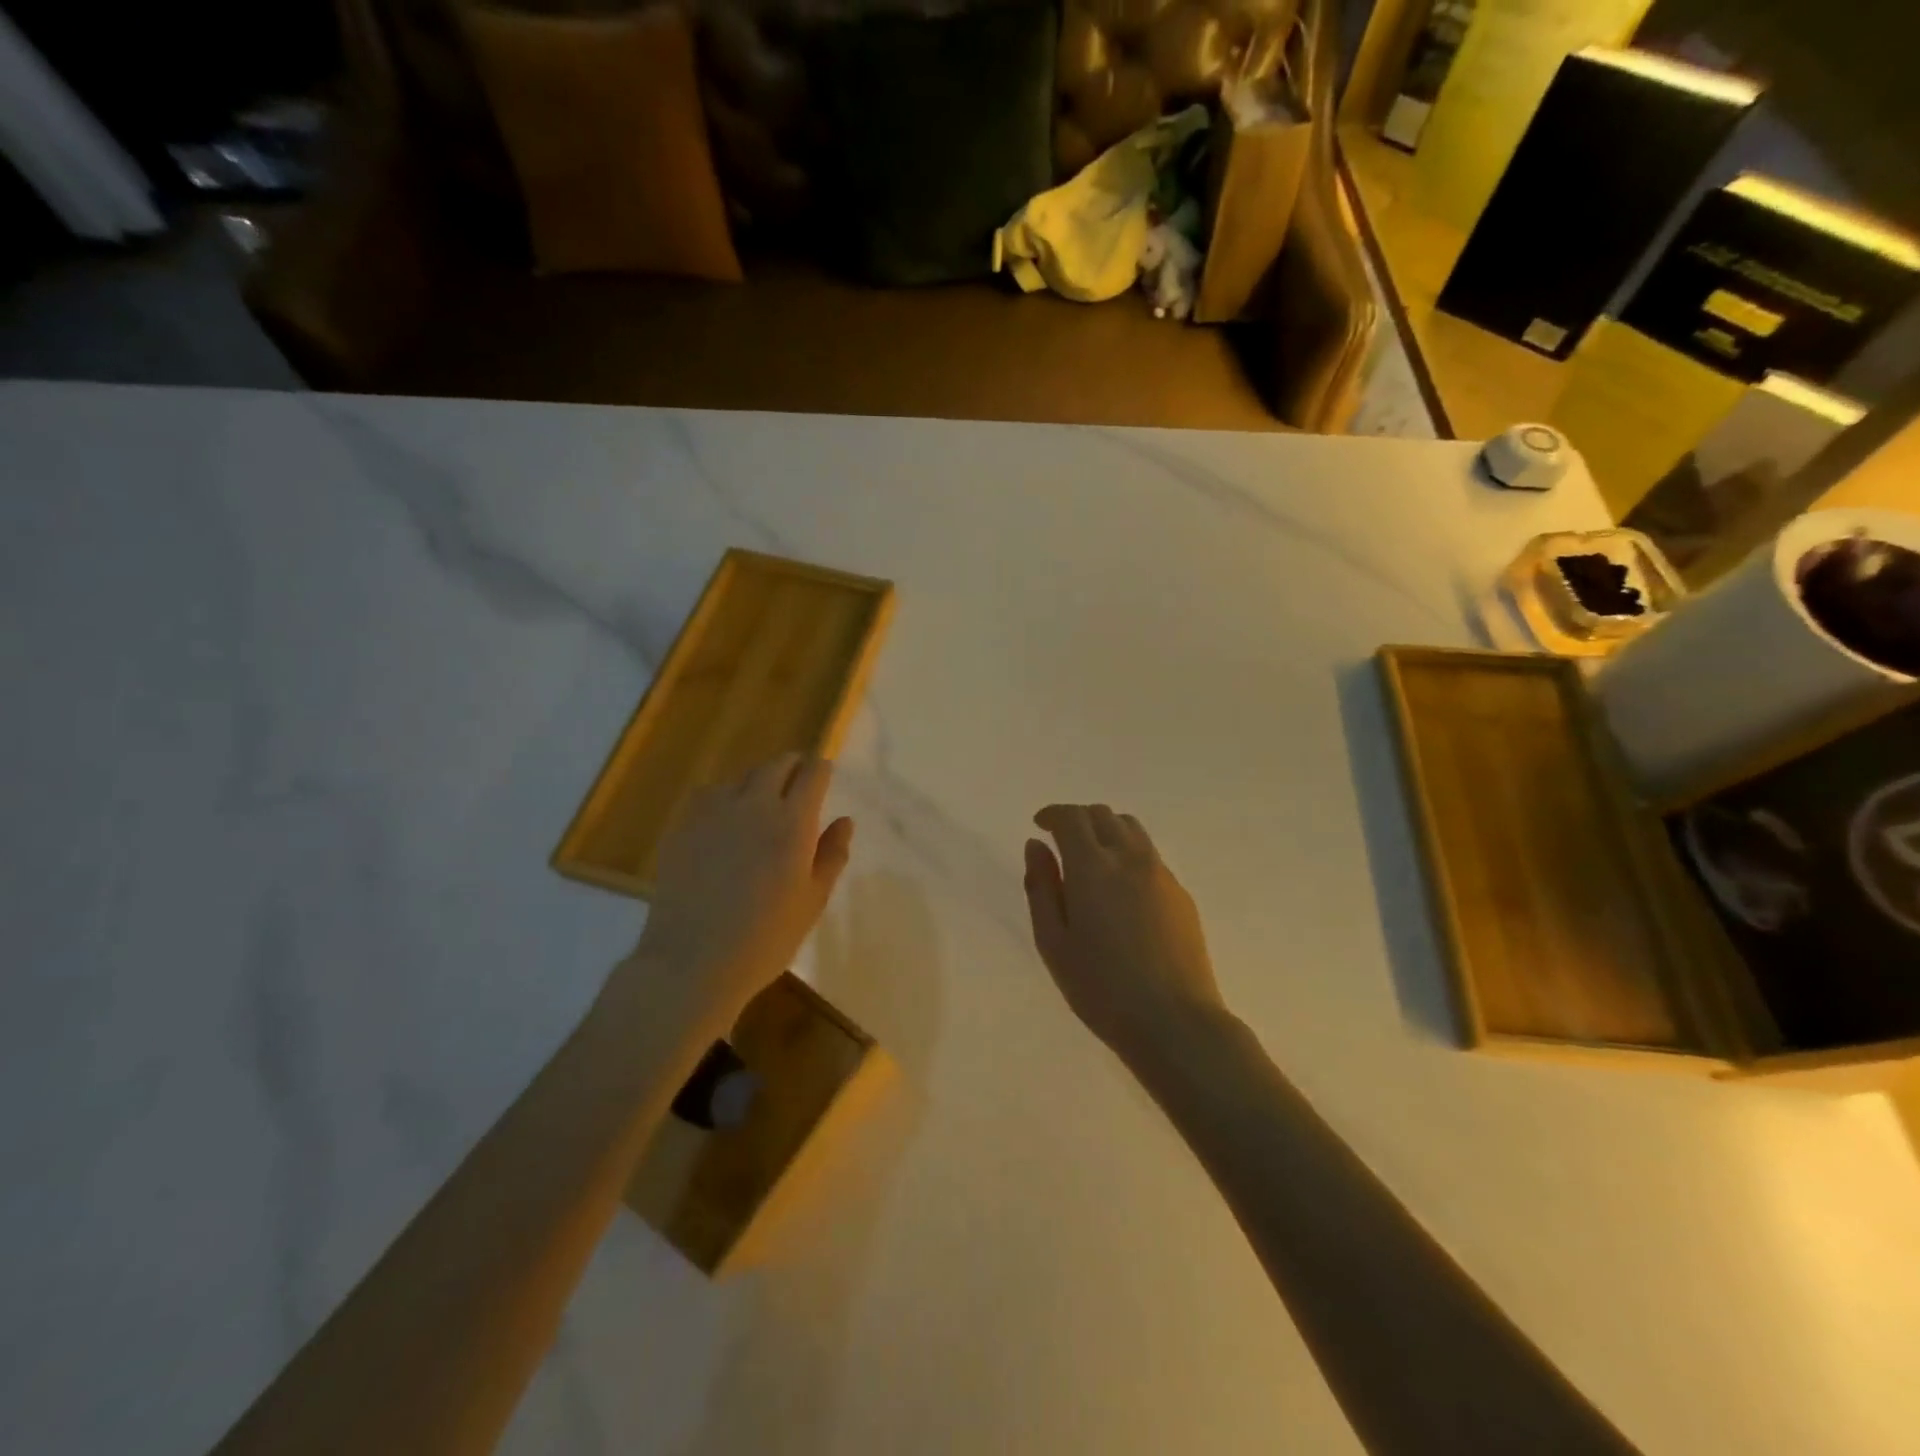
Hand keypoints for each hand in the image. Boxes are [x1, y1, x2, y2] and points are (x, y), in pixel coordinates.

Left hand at [630, 753, 853, 1014]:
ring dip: (758, 782)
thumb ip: (832, 855)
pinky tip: (725, 821)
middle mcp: (754, 804)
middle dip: (792, 767)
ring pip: (742, 777)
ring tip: (761, 803)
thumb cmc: (765, 939)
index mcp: (793, 822)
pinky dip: (725, 797)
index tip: (825, 775)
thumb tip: (845, 821)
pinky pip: (710, 795)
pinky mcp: (683, 825)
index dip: (821, 769)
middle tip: (798, 782)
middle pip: (777, 765)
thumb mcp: (813, 901)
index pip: (813, 773)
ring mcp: (714, 812)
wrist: (692, 962)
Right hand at [1024, 805, 1225, 1062]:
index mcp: (1093, 867)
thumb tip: (1035, 846)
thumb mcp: (1053, 943)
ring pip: (1131, 830)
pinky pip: (1150, 855)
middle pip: (1103, 815)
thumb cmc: (1101, 987)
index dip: (1052, 814)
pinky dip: (1128, 854)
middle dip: (1078, 819)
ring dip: (1106, 831)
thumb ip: (1041, 887)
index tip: (1040, 825)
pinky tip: (1121, 890)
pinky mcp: (1181, 894)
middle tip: (1061, 842)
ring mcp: (1161, 874)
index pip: (1071, 817)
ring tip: (1092, 860)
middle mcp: (1130, 858)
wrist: (1174, 1021)